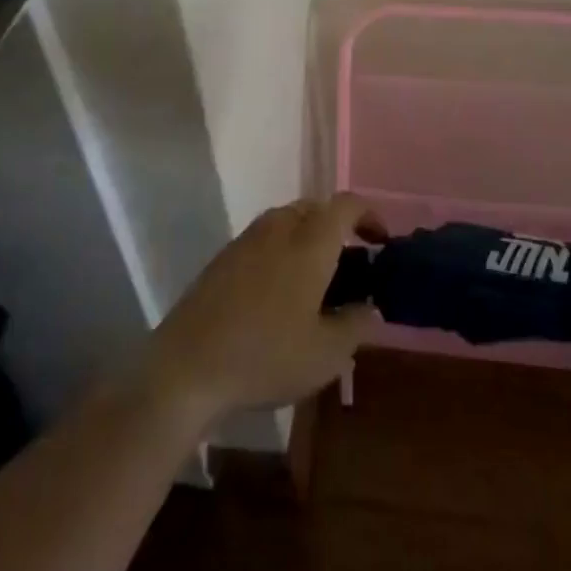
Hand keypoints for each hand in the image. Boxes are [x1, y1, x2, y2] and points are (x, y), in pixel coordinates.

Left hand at [138, 193, 382, 431]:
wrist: (188, 365)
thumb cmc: (266, 356)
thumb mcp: (327, 354)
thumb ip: (356, 325)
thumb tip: (370, 307)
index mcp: (311, 241)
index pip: (347, 204)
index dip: (369, 215)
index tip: (381, 241)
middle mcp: (280, 227)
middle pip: (316, 208)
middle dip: (338, 227)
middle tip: (350, 265)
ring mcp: (247, 238)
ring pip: (288, 221)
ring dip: (308, 238)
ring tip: (317, 280)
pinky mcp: (224, 257)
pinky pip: (264, 239)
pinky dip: (282, 251)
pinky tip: (279, 292)